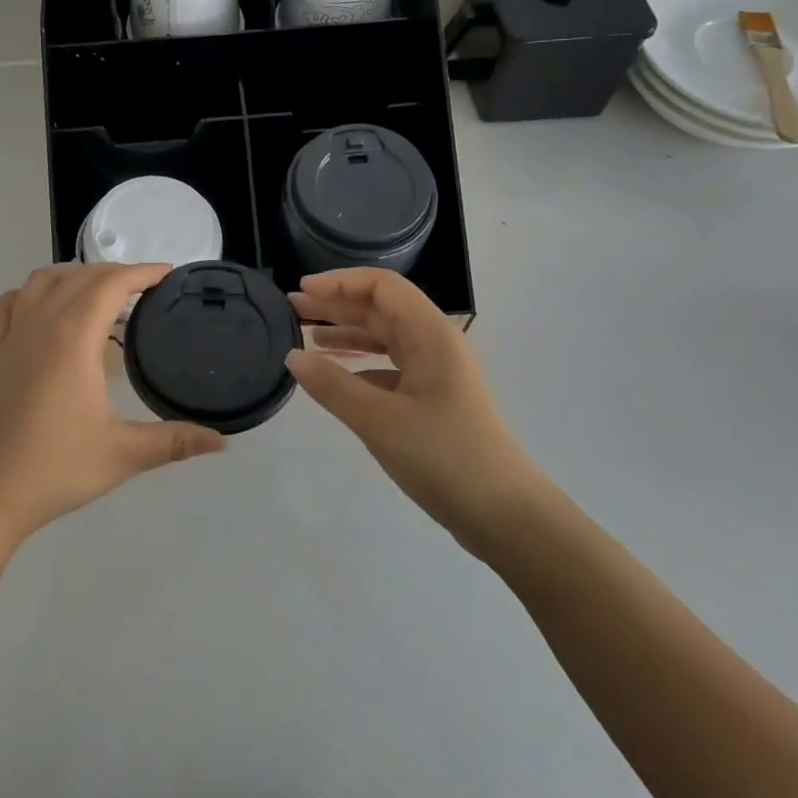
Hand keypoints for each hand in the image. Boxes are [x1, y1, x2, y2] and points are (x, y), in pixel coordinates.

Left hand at [0, 263, 225, 545]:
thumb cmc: (53, 468)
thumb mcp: (122, 454)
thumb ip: (174, 441)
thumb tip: (223, 442)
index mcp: (72, 335)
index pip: (112, 283)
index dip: (143, 272)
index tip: (169, 274)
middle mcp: (40, 323)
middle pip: (80, 276)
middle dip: (115, 273)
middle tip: (145, 290)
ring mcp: (10, 336)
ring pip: (41, 281)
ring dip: (73, 276)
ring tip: (99, 293)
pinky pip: (6, 306)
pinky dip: (28, 296)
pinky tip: (40, 311)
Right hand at [286, 268, 545, 552]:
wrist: (505, 516)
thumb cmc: (444, 458)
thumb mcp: (379, 421)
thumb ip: (332, 386)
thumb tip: (292, 356)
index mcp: (430, 335)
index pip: (382, 286)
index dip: (340, 282)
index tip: (303, 289)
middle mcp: (435, 344)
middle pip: (381, 308)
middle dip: (337, 304)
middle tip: (293, 308)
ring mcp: (437, 372)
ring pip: (385, 337)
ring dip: (347, 332)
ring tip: (307, 336)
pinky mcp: (434, 399)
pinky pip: (390, 367)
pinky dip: (360, 365)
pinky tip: (335, 378)